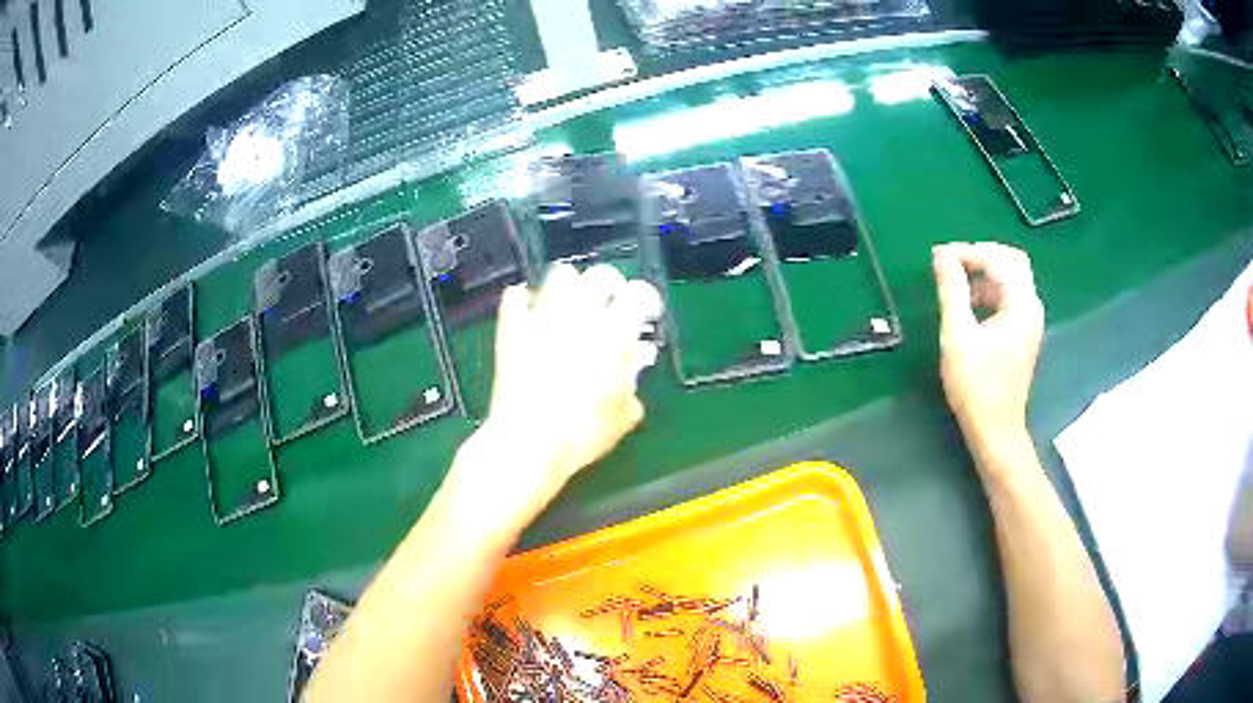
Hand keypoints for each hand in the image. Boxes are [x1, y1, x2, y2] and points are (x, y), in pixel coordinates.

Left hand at [451, 264, 661, 523]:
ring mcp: (541, 317)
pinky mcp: (511, 328)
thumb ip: (634, 377)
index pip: (638, 293)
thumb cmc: (583, 432)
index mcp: (613, 331)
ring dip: (572, 286)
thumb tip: (638, 356)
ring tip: (575, 305)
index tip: (647, 313)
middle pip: (600, 275)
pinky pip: (516, 296)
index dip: (647, 299)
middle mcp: (578, 313)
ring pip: (560, 275)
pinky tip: (532, 313)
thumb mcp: (623, 413)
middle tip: (613, 305)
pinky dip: (527, 300)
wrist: (527, 441)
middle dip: (612, 286)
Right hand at [933, 243, 1044, 448]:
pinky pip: (1008, 296)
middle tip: (951, 261)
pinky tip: (968, 303)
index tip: (938, 257)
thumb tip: (941, 256)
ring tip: (954, 281)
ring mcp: (1029, 320)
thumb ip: (952, 291)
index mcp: (1021, 304)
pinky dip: (988, 290)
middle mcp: (1031, 306)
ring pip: (1010, 278)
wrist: (995, 430)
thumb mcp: (958, 336)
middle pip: (1011, 261)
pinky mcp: (1022, 333)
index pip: (998, 259)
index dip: (967, 252)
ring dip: (983, 272)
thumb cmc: (976, 386)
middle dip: (980, 255)